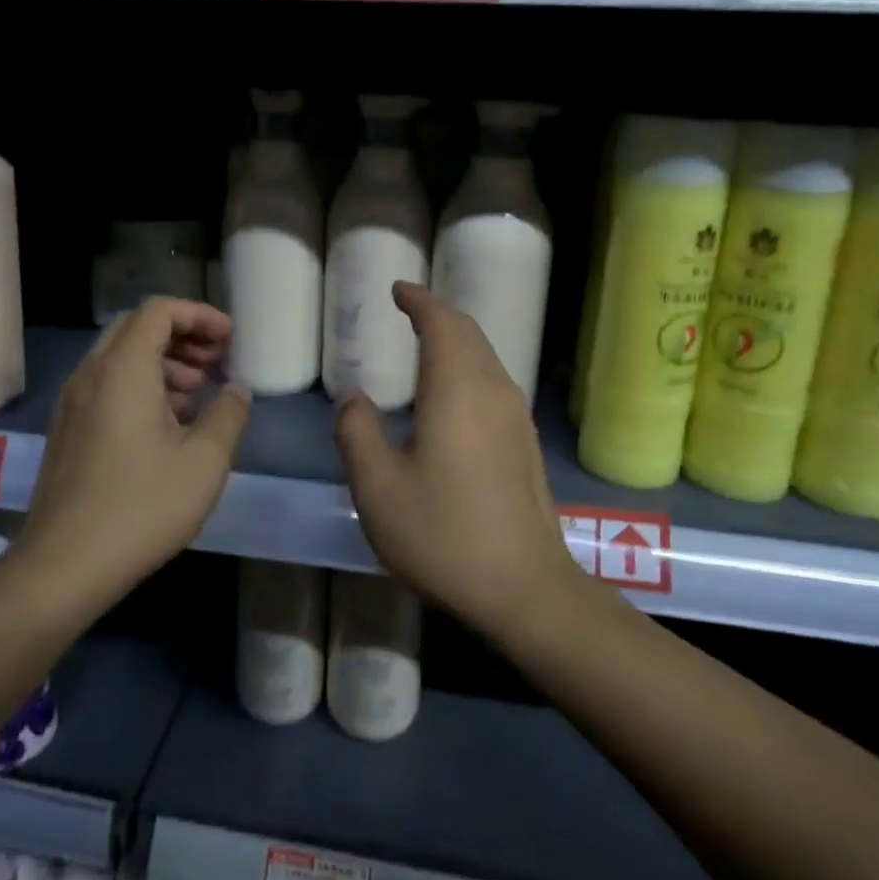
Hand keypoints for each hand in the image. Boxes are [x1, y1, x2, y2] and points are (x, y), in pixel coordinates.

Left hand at [24, 298, 250, 603]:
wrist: (64, 566)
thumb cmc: (142, 506)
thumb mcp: (204, 461)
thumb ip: (228, 414)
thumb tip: (237, 389)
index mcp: (123, 369)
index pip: (159, 311)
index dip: (199, 315)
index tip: (230, 339)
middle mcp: (91, 374)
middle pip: (137, 328)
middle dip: (182, 336)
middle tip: (217, 362)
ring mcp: (72, 403)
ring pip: (120, 358)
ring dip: (163, 362)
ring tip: (198, 394)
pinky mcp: (67, 430)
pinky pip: (107, 385)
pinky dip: (141, 385)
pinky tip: (167, 424)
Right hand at [333, 283, 585, 636]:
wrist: (525, 590)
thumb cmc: (443, 535)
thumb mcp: (378, 488)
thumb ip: (357, 433)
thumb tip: (352, 396)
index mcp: (457, 389)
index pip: (442, 323)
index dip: (419, 300)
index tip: (398, 289)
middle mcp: (494, 391)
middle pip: (469, 334)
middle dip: (439, 315)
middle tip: (409, 311)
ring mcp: (517, 418)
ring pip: (486, 359)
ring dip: (456, 342)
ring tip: (426, 347)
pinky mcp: (526, 444)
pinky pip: (494, 385)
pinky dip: (468, 370)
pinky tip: (451, 397)